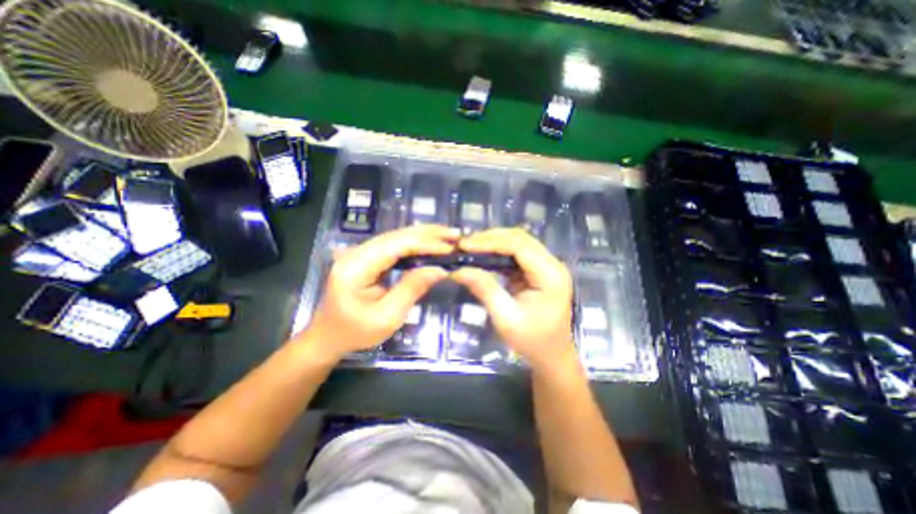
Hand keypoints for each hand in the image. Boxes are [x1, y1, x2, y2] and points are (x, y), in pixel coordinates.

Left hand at [301, 226, 458, 359]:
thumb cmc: (356, 332)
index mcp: (356, 267)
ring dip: (423, 236)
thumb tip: (440, 269)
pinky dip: (415, 243)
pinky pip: (394, 245)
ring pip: (396, 237)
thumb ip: (412, 289)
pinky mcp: (367, 257)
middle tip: (455, 235)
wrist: (329, 336)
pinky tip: (430, 243)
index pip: (395, 246)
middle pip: (396, 236)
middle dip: (428, 234)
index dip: (425, 243)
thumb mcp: (387, 317)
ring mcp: (360, 253)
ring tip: (448, 237)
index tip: (450, 247)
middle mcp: (356, 253)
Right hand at [449, 226, 569, 369]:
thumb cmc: (532, 341)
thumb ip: (485, 289)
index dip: (490, 241)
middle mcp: (552, 264)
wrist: (551, 356)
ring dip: (494, 242)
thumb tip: (458, 270)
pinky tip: (483, 255)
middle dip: (491, 238)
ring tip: (470, 247)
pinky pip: (517, 254)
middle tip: (464, 244)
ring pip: (518, 243)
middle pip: (520, 239)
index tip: (464, 245)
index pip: (519, 246)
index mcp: (550, 275)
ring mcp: (546, 266)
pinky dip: (498, 252)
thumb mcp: (506, 318)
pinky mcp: (538, 271)